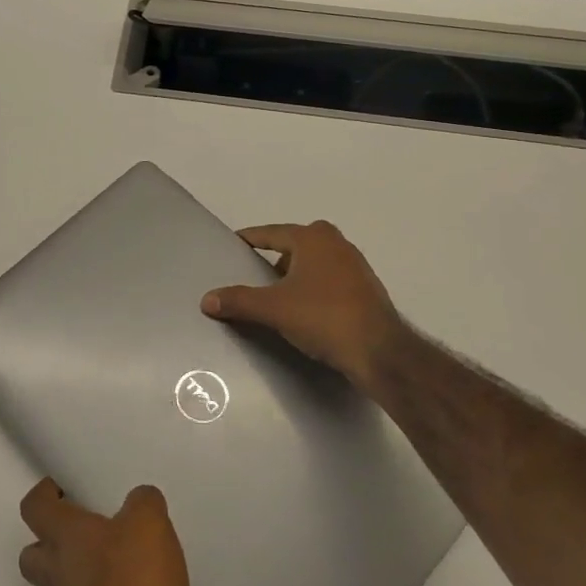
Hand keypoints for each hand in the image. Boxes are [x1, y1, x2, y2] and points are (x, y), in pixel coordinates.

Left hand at [18, 478, 189, 585]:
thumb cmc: (135, 581)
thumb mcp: (149, 523)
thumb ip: (142, 503)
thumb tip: (139, 501)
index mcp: (64, 535)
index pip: (33, 507)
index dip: (42, 494)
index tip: (59, 489)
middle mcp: (55, 573)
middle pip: (31, 555)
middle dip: (47, 542)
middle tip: (78, 533)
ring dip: (66, 578)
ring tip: (99, 568)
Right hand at [200, 220, 406, 395]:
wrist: (379, 352)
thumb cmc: (323, 317)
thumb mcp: (273, 309)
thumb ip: (238, 301)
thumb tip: (206, 300)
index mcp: (312, 238)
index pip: (271, 233)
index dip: (249, 239)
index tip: (233, 244)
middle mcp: (336, 244)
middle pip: (295, 244)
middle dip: (275, 257)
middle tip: (256, 275)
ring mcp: (356, 266)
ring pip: (315, 263)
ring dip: (296, 275)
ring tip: (278, 296)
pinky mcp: (367, 289)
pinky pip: (330, 280)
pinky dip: (314, 288)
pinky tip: (306, 310)